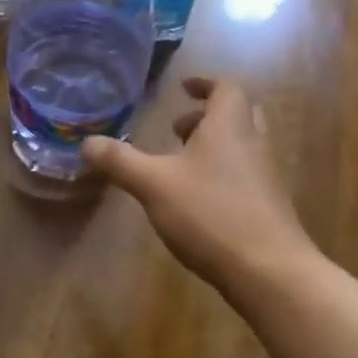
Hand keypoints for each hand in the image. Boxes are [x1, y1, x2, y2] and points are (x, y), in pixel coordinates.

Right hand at [81, 77, 313, 294]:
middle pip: (239, 114)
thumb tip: (86, 143)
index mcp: (229, 127)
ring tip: (179, 165)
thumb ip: (119, 161)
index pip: (226, 88)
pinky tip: (196, 200)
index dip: (205, 84)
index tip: (183, 88)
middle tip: (178, 128)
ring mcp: (265, 178)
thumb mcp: (153, 185)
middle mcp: (253, 144)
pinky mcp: (268, 208)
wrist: (271, 273)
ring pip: (242, 146)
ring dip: (213, 146)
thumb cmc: (212, 214)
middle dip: (207, 115)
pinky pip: (244, 175)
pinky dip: (221, 174)